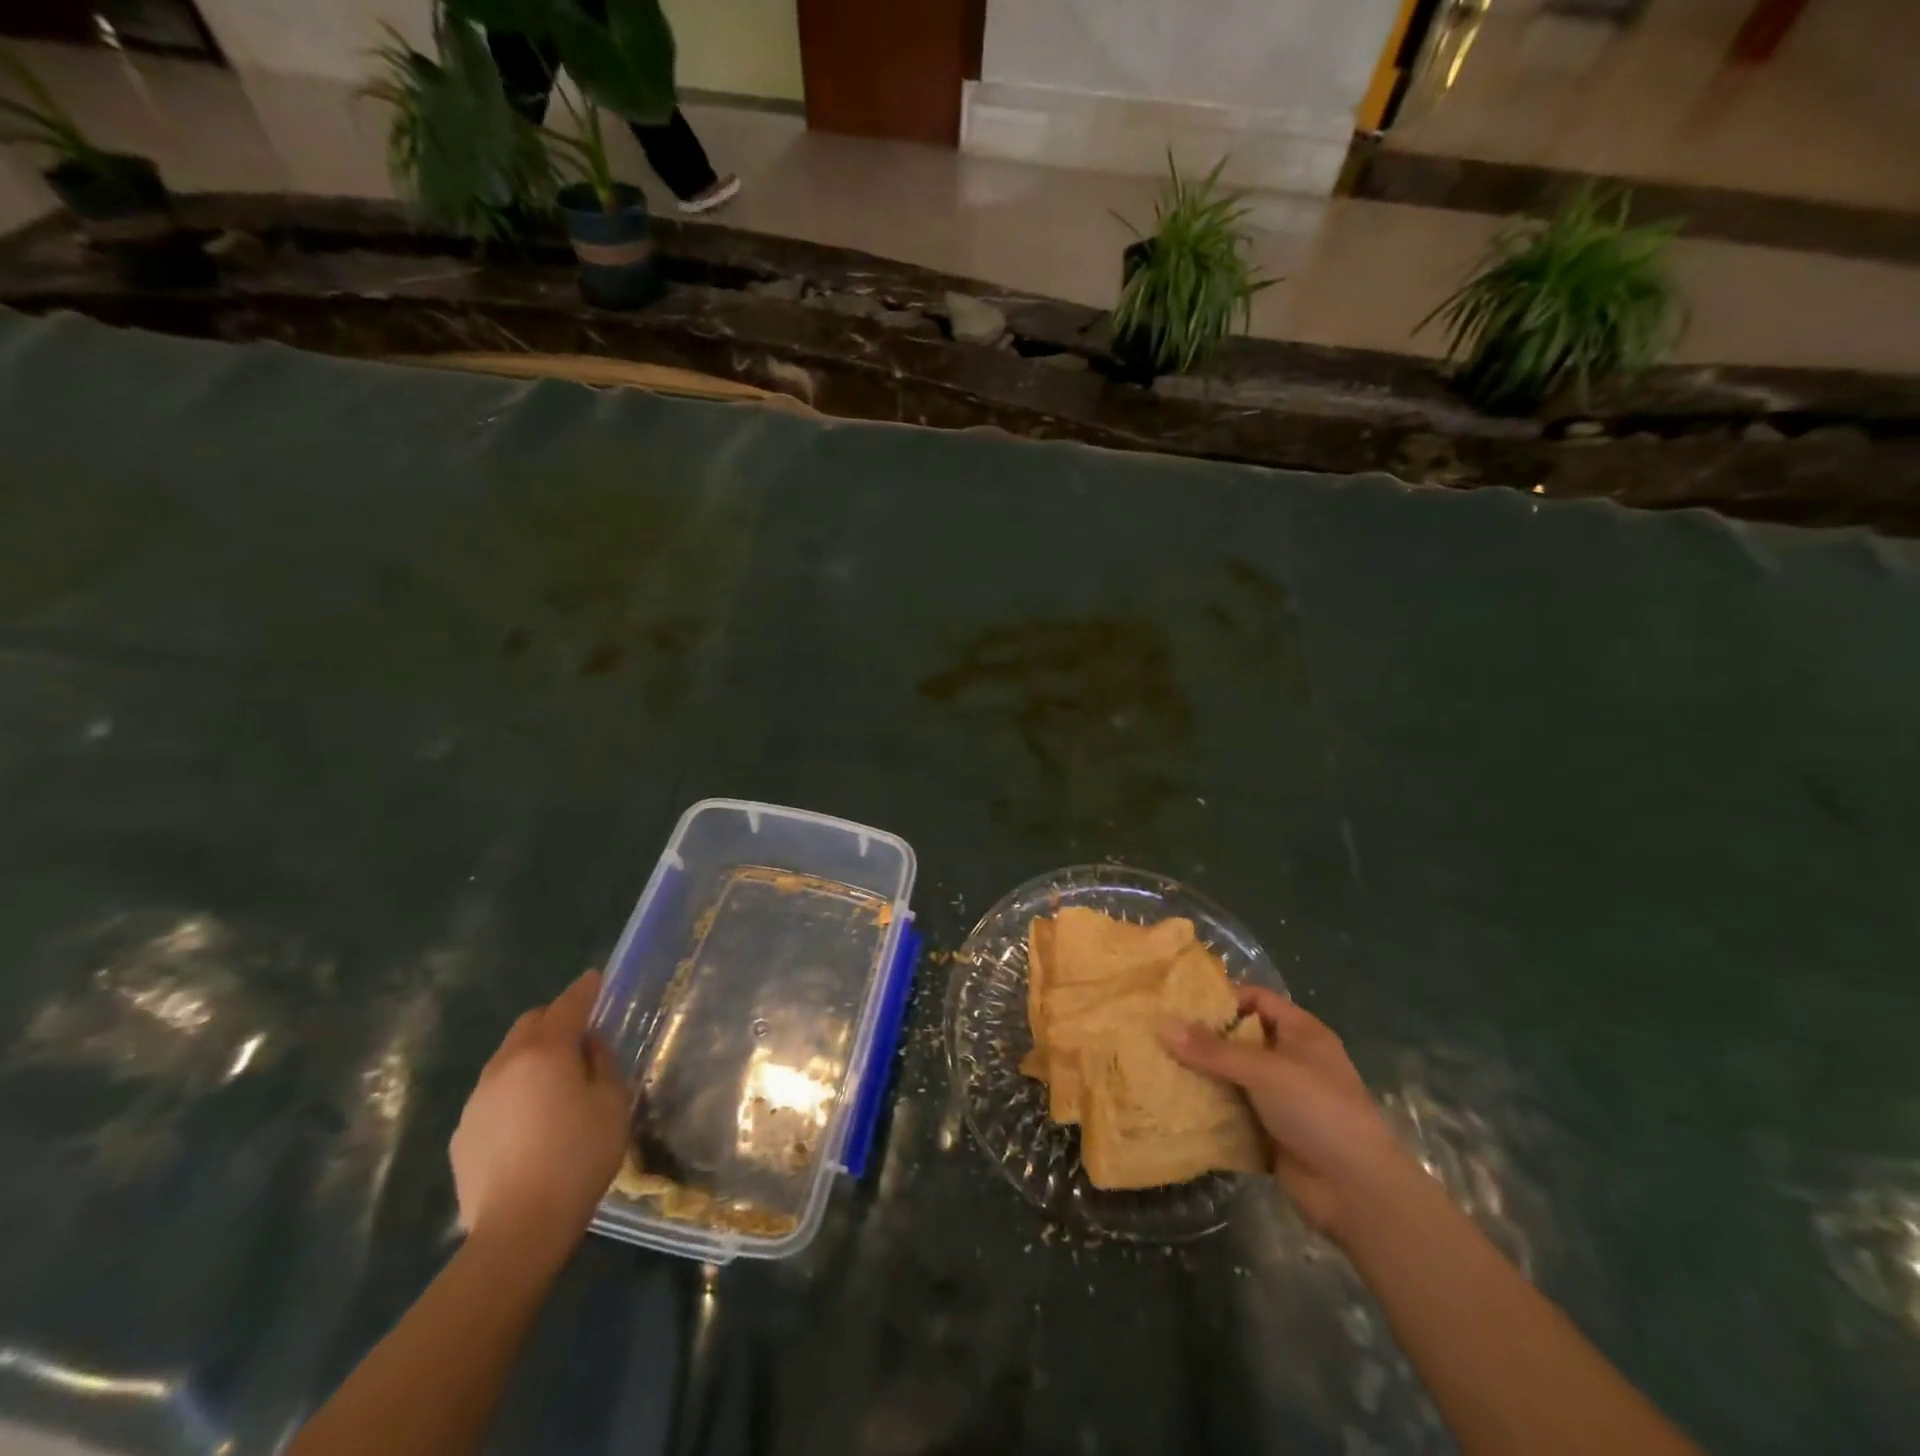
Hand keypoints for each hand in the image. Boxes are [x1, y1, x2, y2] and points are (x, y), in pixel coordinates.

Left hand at [450, 970, 630, 1260]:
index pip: (568, 1005)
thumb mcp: (612, 1103)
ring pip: (507, 1058)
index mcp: (545, 1052)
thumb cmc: (578, 1157)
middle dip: (554, 1020)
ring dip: (532, 1056)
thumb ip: (602, 1063)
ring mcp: (477, 1099)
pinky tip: (529, 1121)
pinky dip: (514, 1090)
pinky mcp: (462, 1132)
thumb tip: (588, 1045)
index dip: (585, 989)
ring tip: (554, 1082)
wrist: (518, 1230)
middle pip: (529, 1024)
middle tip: (579, 1036)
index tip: (596, 979)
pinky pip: (493, 1093)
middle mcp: (505, 1065)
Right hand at [1162, 987, 1402, 1239]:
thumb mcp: (1264, 1071)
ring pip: (1232, 1077)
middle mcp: (1291, 1061)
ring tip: (1157, 1064)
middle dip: (1203, 1038)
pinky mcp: (1269, 1132)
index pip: (1257, 999)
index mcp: (1301, 1033)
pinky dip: (1209, 1108)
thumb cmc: (1318, 1111)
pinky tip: (1174, 1103)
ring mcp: (1280, 1099)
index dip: (1223, 998)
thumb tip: (1161, 1024)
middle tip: (1159, 1033)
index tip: (1180, 1002)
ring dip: (1202, 1075)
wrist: (1356, 1192)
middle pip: (1240, 1038)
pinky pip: (1232, 1111)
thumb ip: (1212, 1050)